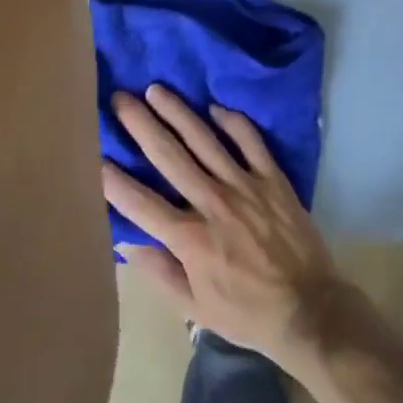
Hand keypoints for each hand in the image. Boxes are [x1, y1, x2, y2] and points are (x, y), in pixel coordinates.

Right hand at [103, 85, 347, 370]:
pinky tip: (215, 107)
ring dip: (178, 112)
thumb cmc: (247, 313)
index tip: (93, 153)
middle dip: (140, 124)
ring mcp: (244, 186)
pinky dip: (233, 121)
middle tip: (119, 98)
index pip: (139, 202)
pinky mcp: (273, 179)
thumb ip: (159, 272)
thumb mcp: (195, 307)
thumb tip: (127, 242)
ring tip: (157, 90)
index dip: (112, 178)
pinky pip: (250, 141)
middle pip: (168, 155)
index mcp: (189, 238)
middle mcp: (211, 203)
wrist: (310, 310)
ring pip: (204, 139)